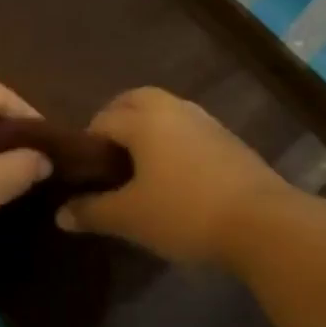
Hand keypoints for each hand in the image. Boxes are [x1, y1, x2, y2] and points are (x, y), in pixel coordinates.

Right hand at [56, 87, 285, 268]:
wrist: (264, 224)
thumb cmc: (185, 213)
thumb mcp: (130, 218)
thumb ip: (91, 212)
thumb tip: (60, 215)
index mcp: (143, 118)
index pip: (101, 120)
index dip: (86, 147)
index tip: (85, 177)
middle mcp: (173, 108)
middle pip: (133, 102)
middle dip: (115, 123)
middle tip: (108, 162)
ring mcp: (205, 121)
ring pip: (163, 114)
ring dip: (146, 131)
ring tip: (140, 170)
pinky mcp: (229, 139)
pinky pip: (187, 130)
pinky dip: (172, 143)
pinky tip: (174, 179)